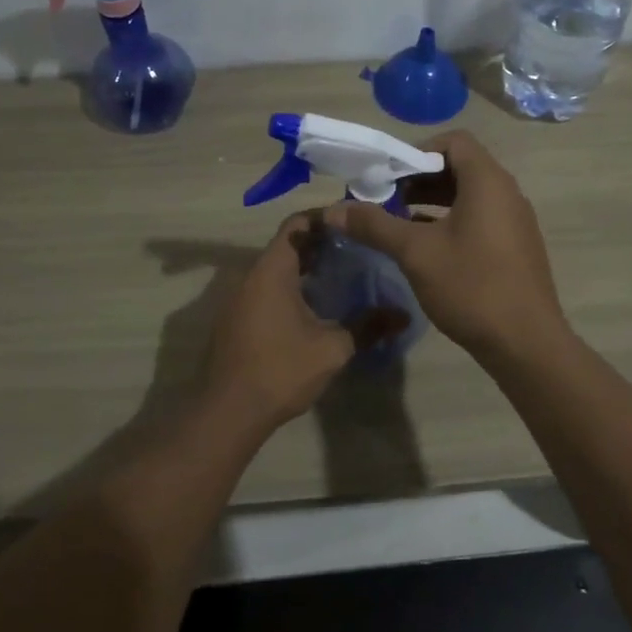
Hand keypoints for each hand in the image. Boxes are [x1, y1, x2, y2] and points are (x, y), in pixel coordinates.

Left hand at [203, 213, 407, 430]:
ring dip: (305, 270)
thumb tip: (403, 315)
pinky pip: (266, 291)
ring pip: (276, 270)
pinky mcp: (236, 320)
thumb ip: (368, 326)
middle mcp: (250, 277)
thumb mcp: (332, 348)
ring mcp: (239, 299)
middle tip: (357, 252)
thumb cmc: (281, 370)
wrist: (228, 412)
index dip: (325, 219)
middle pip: (287, 246)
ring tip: (342, 278)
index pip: (297, 224)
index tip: (354, 225)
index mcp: (271, 271)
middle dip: (320, 246)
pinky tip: (315, 309)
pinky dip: (290, 289)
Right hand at [325, 130, 566, 359]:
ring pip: (469, 196)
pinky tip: (424, 247)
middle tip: (384, 199)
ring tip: (397, 222)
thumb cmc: (471, 286)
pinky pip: (480, 219)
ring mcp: (515, 222)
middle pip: (460, 167)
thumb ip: (374, 225)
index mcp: (487, 182)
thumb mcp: (415, 253)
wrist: (526, 344)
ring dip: (432, 202)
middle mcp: (506, 193)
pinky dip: (450, 222)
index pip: (453, 141)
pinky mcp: (515, 248)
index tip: (388, 176)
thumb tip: (332, 210)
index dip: (417, 151)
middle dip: (419, 178)